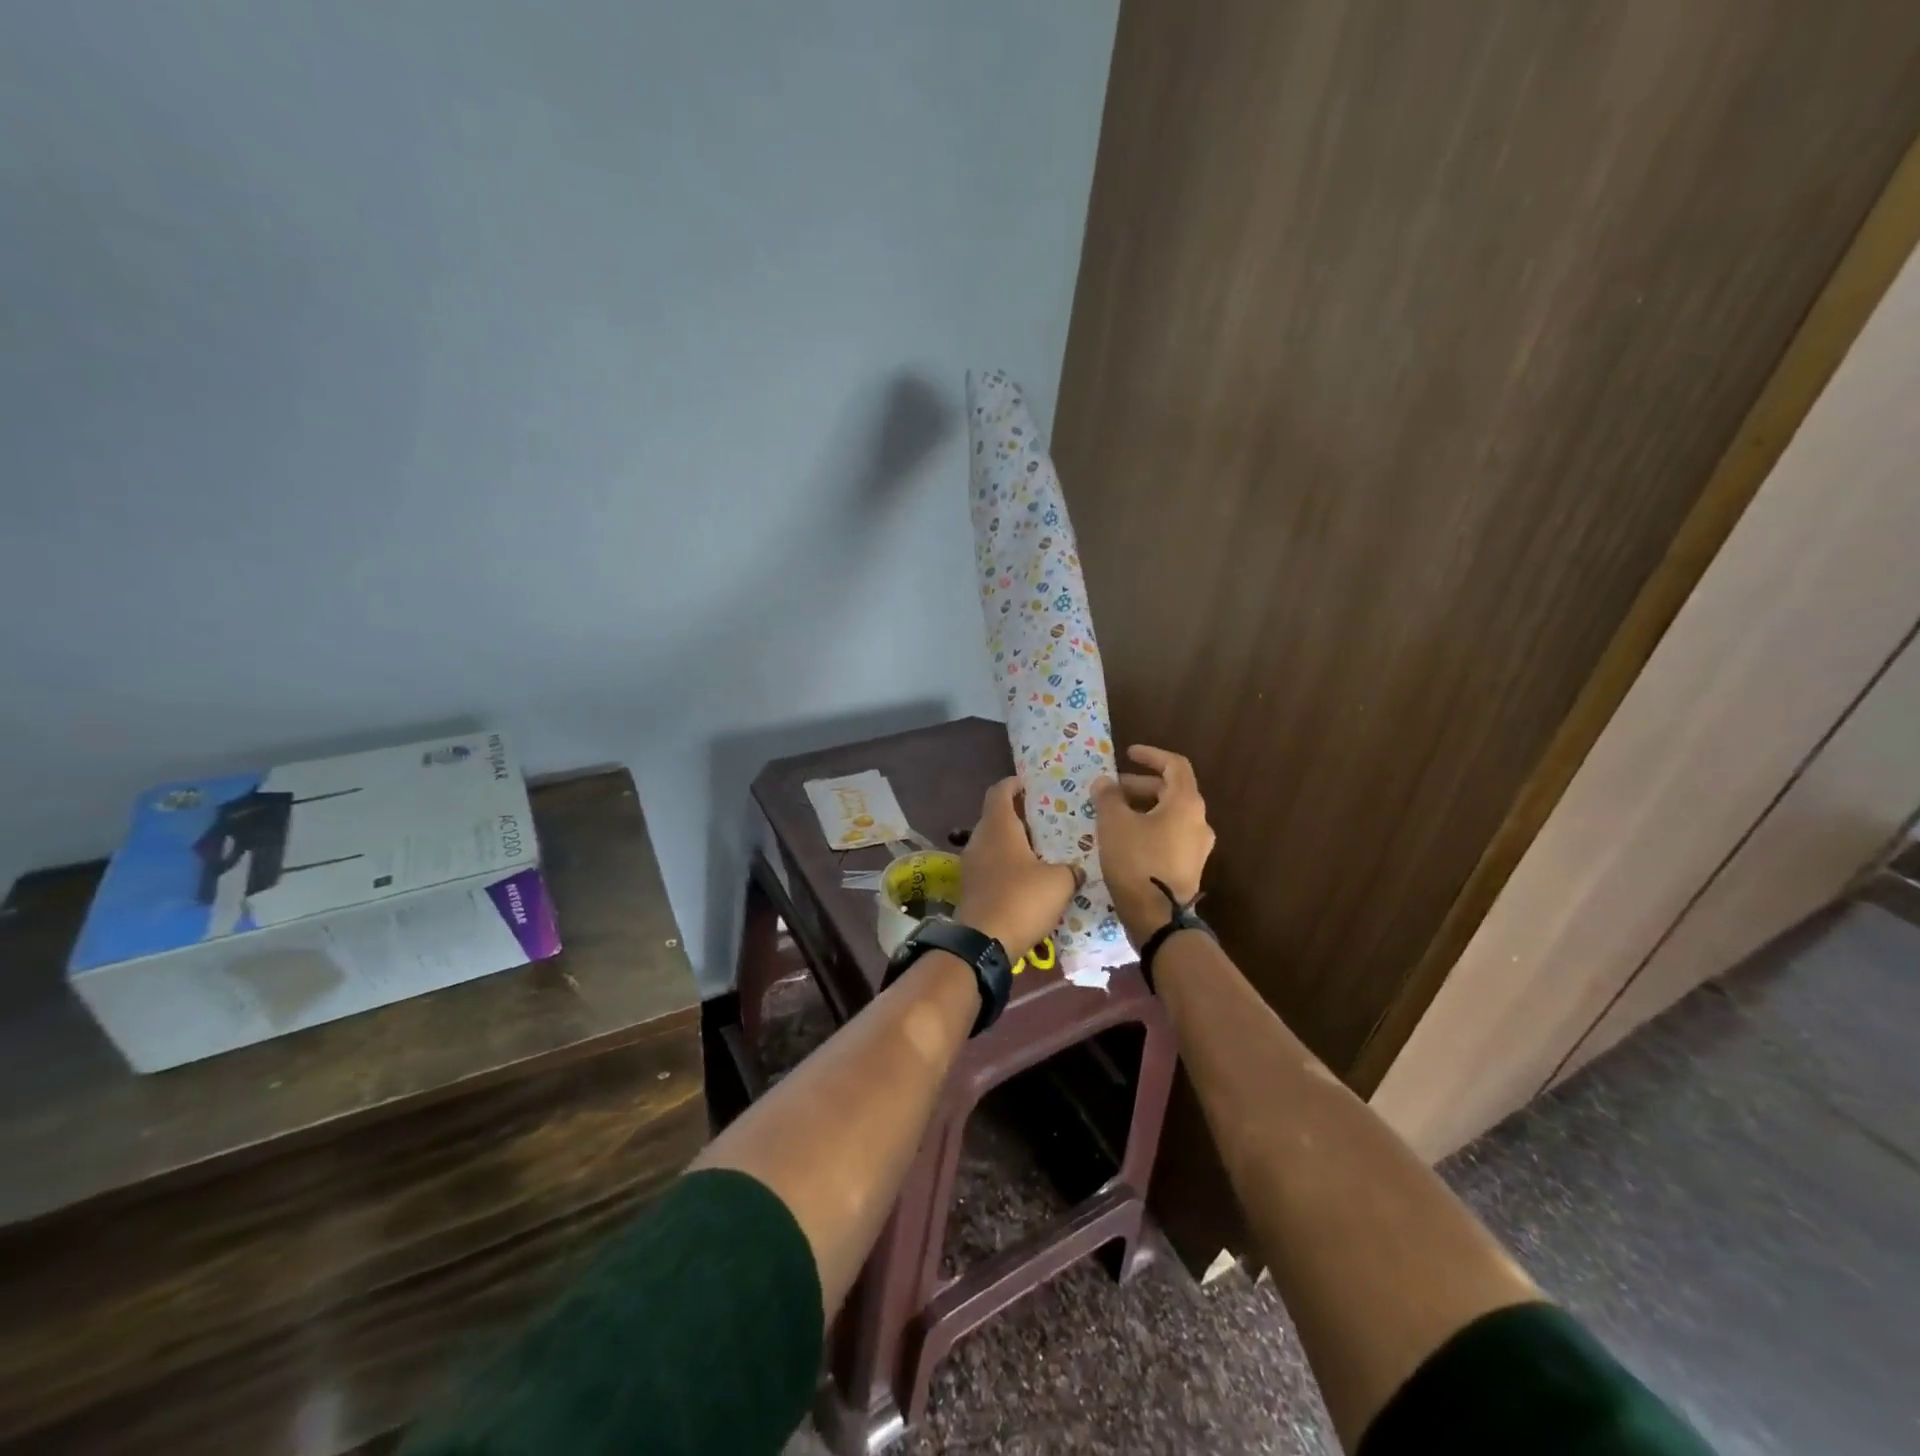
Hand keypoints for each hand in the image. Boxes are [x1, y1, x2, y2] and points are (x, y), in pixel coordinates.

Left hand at [955, 777, 1077, 955]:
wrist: (983, 944)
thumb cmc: (1021, 900)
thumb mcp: (1059, 882)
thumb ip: (1070, 870)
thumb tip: (1076, 870)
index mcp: (998, 827)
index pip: (1000, 791)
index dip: (1014, 784)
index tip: (1030, 784)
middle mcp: (979, 840)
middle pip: (996, 818)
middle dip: (1020, 817)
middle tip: (1047, 821)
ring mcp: (971, 865)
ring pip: (993, 844)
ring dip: (1014, 844)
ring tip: (1042, 851)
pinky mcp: (970, 888)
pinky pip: (990, 867)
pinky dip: (1007, 866)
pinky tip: (1028, 880)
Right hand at [1091, 745, 1215, 946]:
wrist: (1158, 918)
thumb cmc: (1137, 862)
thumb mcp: (1114, 824)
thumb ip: (1108, 797)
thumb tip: (1105, 782)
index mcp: (1186, 804)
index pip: (1175, 765)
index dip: (1151, 755)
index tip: (1128, 754)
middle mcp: (1198, 821)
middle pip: (1172, 790)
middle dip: (1140, 785)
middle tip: (1112, 790)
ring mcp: (1197, 847)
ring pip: (1170, 815)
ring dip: (1143, 808)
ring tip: (1114, 815)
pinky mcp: (1189, 868)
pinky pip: (1170, 836)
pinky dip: (1149, 827)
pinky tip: (1125, 840)